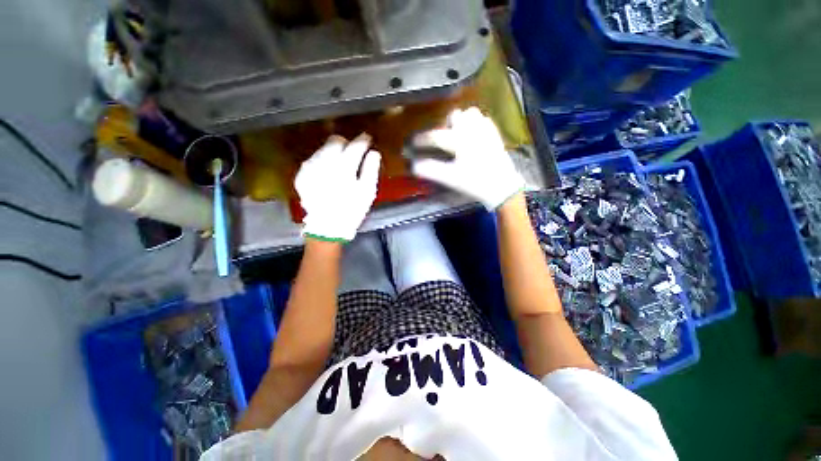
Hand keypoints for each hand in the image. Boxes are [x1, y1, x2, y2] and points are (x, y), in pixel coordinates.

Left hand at [295, 134, 380, 241]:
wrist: (327, 227)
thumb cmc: (352, 210)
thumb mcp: (367, 192)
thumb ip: (371, 169)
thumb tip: (374, 152)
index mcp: (344, 167)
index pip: (355, 145)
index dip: (363, 140)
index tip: (368, 139)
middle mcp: (324, 162)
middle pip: (335, 141)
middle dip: (346, 143)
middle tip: (353, 152)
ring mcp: (310, 168)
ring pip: (323, 149)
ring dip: (334, 152)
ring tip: (340, 165)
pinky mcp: (302, 175)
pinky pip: (314, 160)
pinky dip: (323, 162)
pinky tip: (328, 174)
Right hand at [411, 107, 524, 209]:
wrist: (502, 186)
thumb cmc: (475, 182)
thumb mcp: (451, 178)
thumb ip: (431, 170)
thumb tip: (413, 166)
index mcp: (459, 140)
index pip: (436, 136)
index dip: (422, 139)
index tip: (411, 142)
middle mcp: (472, 129)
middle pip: (454, 116)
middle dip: (444, 125)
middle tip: (440, 139)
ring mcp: (486, 129)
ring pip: (470, 114)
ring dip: (460, 121)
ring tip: (456, 134)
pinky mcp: (495, 134)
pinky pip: (482, 120)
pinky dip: (474, 124)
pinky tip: (472, 135)